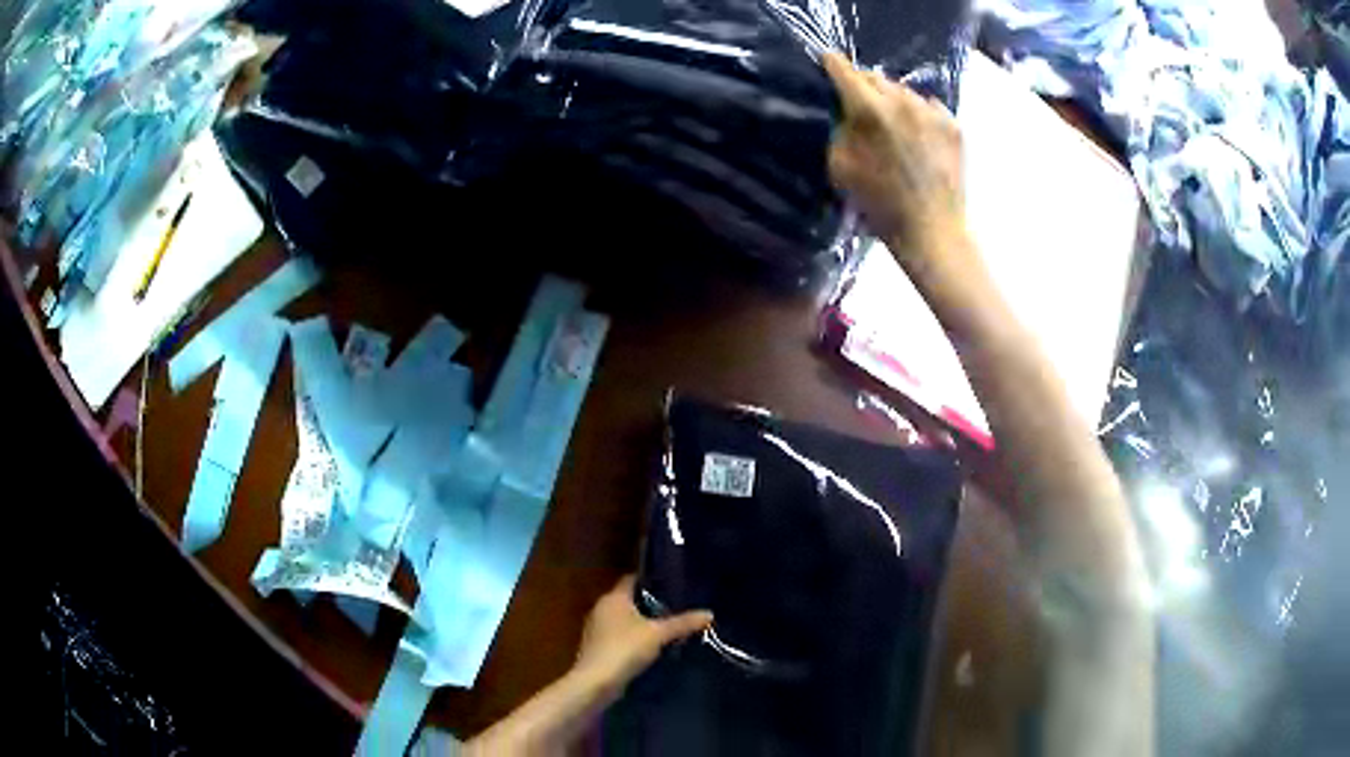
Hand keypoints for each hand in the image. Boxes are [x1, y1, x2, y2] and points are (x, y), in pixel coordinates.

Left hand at [573, 575, 712, 688]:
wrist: (596, 681)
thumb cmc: (625, 648)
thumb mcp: (658, 634)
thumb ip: (682, 623)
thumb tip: (709, 613)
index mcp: (613, 598)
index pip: (632, 579)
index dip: (650, 580)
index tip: (671, 583)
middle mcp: (602, 609)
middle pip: (629, 601)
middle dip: (650, 605)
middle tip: (676, 607)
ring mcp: (597, 629)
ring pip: (624, 621)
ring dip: (642, 625)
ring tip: (668, 628)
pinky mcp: (598, 648)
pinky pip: (620, 637)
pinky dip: (634, 640)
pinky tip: (652, 648)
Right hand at [823, 53, 967, 275]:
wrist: (932, 231)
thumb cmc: (879, 205)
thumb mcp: (840, 166)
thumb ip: (841, 128)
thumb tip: (848, 111)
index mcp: (869, 110)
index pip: (844, 70)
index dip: (832, 63)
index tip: (827, 61)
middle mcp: (902, 101)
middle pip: (875, 77)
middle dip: (864, 85)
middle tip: (860, 104)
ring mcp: (932, 111)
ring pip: (903, 91)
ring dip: (893, 100)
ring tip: (892, 124)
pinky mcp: (953, 125)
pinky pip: (929, 107)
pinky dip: (919, 115)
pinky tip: (917, 137)